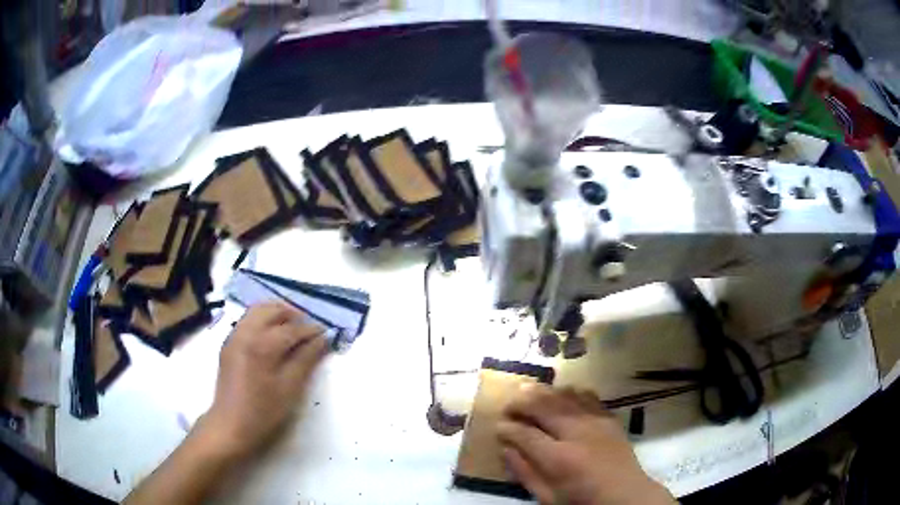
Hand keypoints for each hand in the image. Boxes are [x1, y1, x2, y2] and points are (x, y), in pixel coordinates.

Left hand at [197, 302, 327, 458]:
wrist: (230, 425)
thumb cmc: (263, 411)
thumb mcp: (290, 388)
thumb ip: (306, 360)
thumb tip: (322, 340)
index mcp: (262, 344)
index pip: (291, 328)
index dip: (310, 330)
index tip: (326, 333)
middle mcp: (246, 333)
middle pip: (270, 309)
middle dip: (291, 313)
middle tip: (308, 327)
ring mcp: (234, 336)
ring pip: (256, 310)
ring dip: (275, 313)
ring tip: (291, 327)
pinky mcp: (228, 344)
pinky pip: (247, 320)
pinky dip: (262, 319)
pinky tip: (271, 336)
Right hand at [497, 384, 673, 504]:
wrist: (626, 495)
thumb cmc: (582, 501)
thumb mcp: (548, 497)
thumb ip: (525, 473)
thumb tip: (505, 449)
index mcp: (559, 459)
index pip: (525, 434)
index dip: (507, 428)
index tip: (498, 427)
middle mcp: (577, 433)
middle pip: (544, 406)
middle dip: (521, 402)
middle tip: (508, 405)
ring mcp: (596, 422)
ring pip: (564, 396)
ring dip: (543, 392)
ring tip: (529, 393)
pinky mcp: (609, 418)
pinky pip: (587, 396)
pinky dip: (570, 392)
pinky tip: (561, 395)